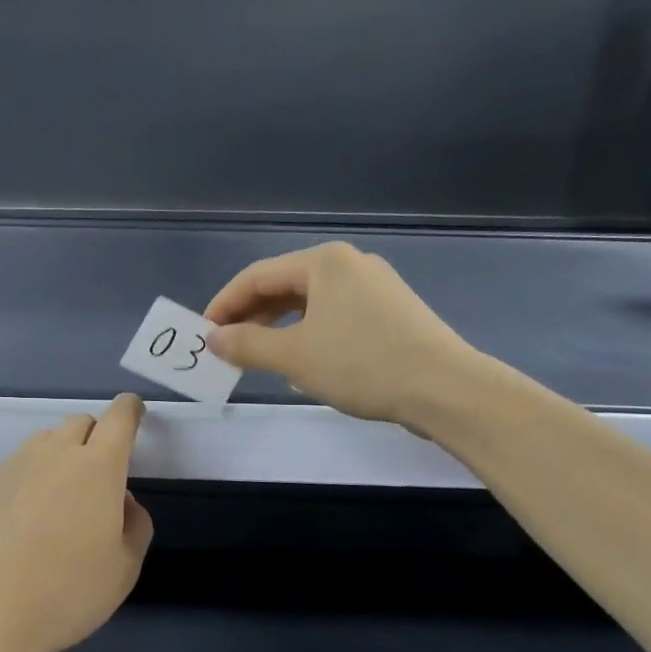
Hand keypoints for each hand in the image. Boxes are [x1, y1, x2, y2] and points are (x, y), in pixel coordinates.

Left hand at [0, 394, 152, 651]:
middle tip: (96, 478)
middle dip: (94, 438)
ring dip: (57, 458)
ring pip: (43, 444)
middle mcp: (53, 454)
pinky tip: (16, 525)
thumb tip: (122, 501)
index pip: (119, 418)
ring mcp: (11, 465)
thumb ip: (134, 526)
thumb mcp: (123, 570)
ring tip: (55, 503)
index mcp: (97, 467)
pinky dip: (24, 483)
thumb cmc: (65, 593)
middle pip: (79, 424)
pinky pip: (12, 470)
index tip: (133, 411)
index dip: (129, 410)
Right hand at [203, 241, 481, 427]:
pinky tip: (304, 362)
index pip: (256, 277)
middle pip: (284, 286)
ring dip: (278, 328)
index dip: (224, 305)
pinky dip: (309, 333)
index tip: (203, 334)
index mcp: (323, 262)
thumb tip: (213, 339)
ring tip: (260, 357)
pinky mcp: (392, 312)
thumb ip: (247, 344)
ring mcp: (375, 286)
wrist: (447, 389)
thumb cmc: (362, 363)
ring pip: (310, 302)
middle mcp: (349, 264)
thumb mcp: (293, 356)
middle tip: (228, 347)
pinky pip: (335, 315)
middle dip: (251, 316)